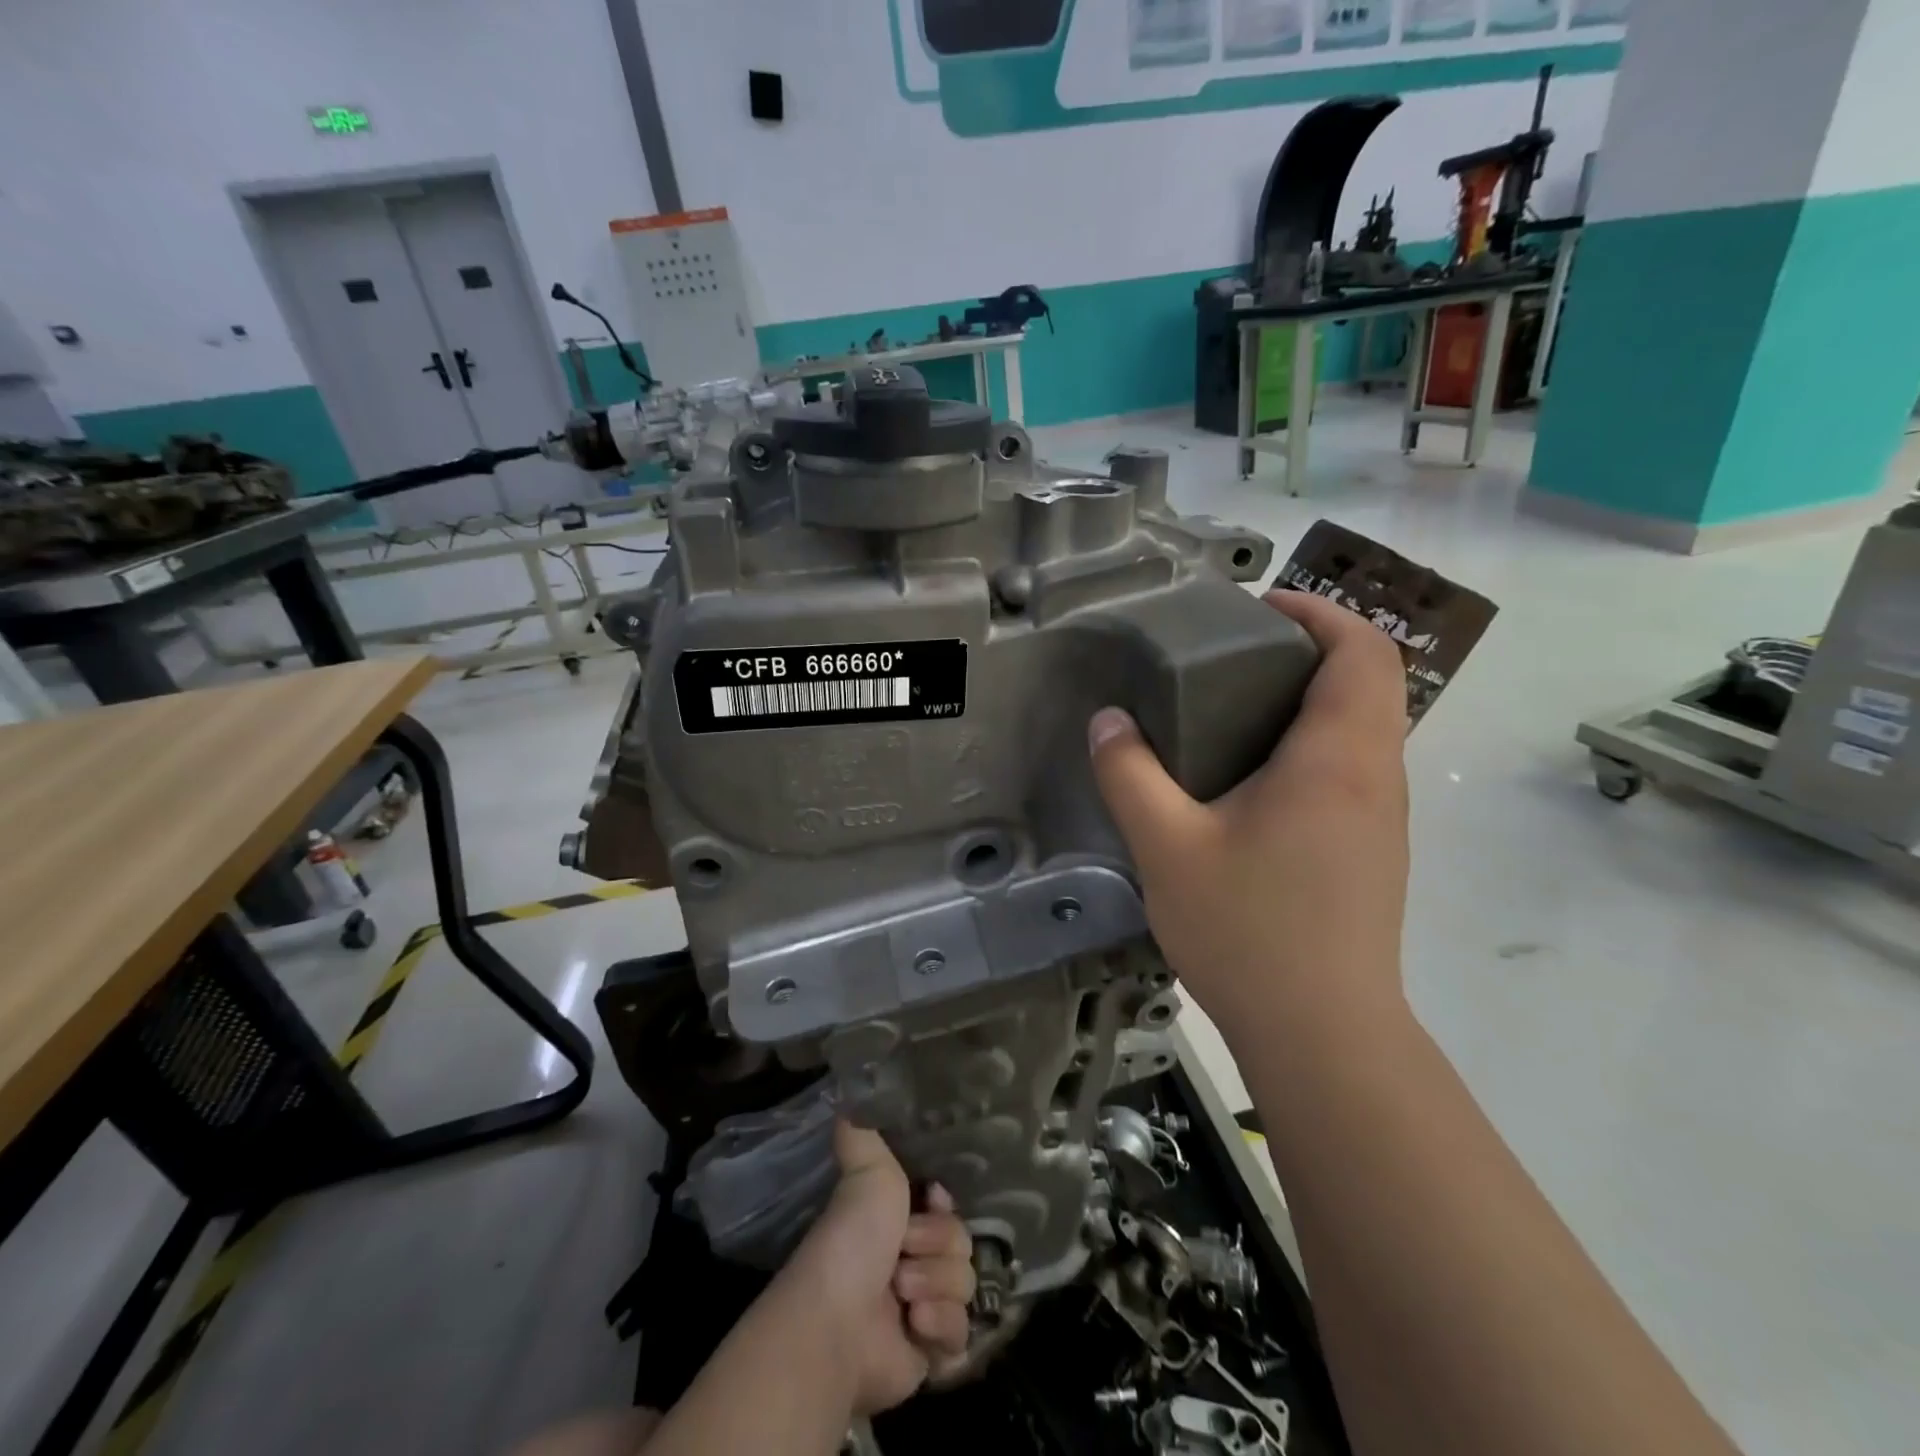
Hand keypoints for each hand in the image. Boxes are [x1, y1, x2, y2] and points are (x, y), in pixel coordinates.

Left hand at [780, 1121, 974, 1416]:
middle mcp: (913, 1259)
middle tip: (901, 1255)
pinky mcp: (931, 1354)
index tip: (930, 1200)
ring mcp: (924, 1306)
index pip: (949, 1207)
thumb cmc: (852, 1240)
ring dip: (935, 1286)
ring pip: (966, 1285)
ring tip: (903, 1296)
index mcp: (899, 1220)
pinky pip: (963, 1333)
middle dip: (935, 1247)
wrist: (839, 1323)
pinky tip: (914, 1327)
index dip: (944, 1207)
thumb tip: (848, 1093)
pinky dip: (940, 1329)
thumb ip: (863, 1131)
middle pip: (962, 1243)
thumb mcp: (865, 1169)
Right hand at [1088, 589, 1410, 1037]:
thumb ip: (1130, 775)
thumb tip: (1108, 723)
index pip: (1362, 651)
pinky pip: (1353, 769)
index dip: (1318, 613)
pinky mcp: (1372, 850)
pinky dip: (1313, 744)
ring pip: (1364, 727)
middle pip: (1369, 681)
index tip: (1258, 609)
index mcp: (1337, 758)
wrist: (1323, 1035)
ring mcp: (1381, 817)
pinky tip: (1252, 780)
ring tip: (1234, 709)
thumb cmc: (1249, 930)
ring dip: (1312, 698)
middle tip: (1233, 656)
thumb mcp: (1168, 847)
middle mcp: (1374, 776)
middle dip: (1309, 649)